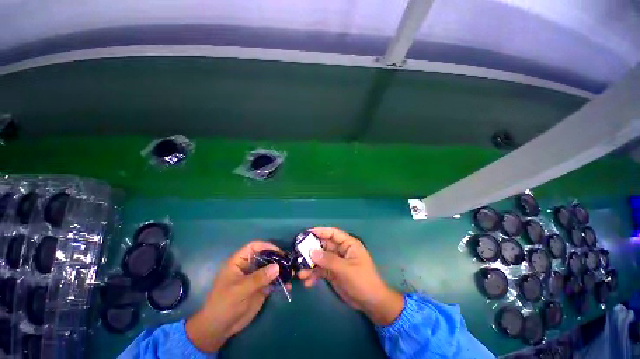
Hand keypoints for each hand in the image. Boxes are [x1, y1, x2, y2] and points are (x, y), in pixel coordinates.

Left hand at [186, 241, 290, 352]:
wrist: (219, 329)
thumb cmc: (224, 305)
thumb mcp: (239, 290)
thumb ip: (258, 278)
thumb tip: (277, 267)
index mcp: (239, 262)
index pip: (254, 247)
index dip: (266, 246)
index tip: (279, 252)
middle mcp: (249, 267)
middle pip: (265, 256)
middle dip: (277, 258)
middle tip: (289, 263)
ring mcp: (255, 277)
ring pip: (271, 268)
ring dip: (281, 270)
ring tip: (291, 274)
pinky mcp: (261, 288)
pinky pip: (273, 281)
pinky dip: (281, 282)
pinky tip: (288, 286)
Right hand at [298, 227, 403, 325]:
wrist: (370, 303)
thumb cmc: (362, 281)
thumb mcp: (346, 270)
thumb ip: (329, 260)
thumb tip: (311, 252)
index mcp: (348, 244)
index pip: (333, 233)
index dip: (320, 231)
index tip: (306, 233)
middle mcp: (340, 250)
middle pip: (323, 246)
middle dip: (311, 251)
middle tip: (298, 256)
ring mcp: (336, 262)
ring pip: (320, 259)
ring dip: (310, 265)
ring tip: (301, 274)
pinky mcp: (332, 272)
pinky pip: (320, 270)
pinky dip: (313, 275)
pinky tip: (308, 283)